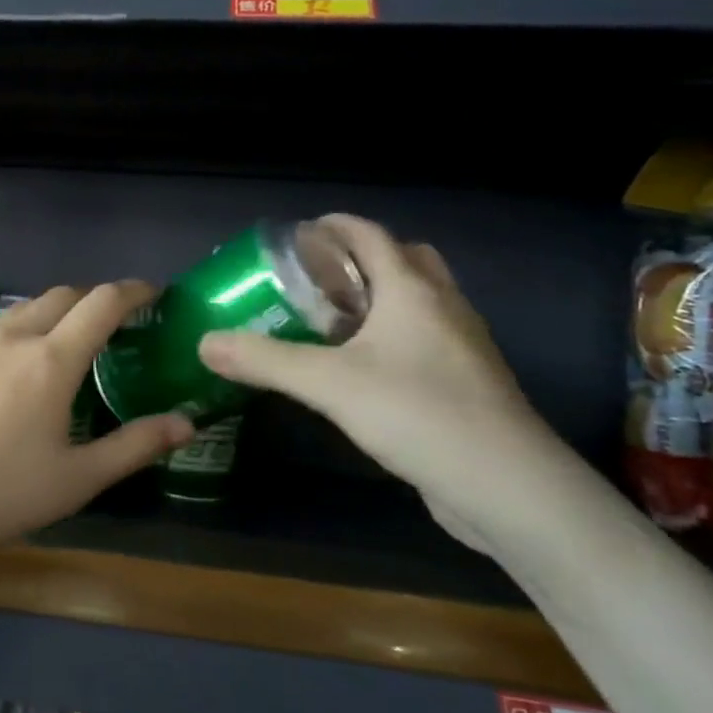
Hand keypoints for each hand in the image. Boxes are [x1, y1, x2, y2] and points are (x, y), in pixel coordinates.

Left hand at [0, 282, 194, 569]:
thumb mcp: (76, 480)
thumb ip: (134, 446)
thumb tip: (187, 423)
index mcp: (51, 360)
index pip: (102, 303)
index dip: (133, 291)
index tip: (152, 293)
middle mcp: (12, 338)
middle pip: (62, 295)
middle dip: (93, 299)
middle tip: (111, 323)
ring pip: (22, 311)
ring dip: (52, 315)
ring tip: (61, 346)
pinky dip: (15, 335)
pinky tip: (7, 373)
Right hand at [196, 214, 553, 549]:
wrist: (507, 486)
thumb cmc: (417, 413)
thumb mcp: (328, 383)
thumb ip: (264, 360)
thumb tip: (205, 343)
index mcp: (412, 290)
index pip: (371, 235)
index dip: (334, 226)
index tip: (297, 235)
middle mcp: (443, 306)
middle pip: (405, 259)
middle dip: (361, 259)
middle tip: (318, 279)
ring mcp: (462, 345)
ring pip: (420, 300)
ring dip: (381, 297)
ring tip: (334, 321)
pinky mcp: (468, 382)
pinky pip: (427, 338)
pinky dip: (396, 334)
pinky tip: (364, 368)